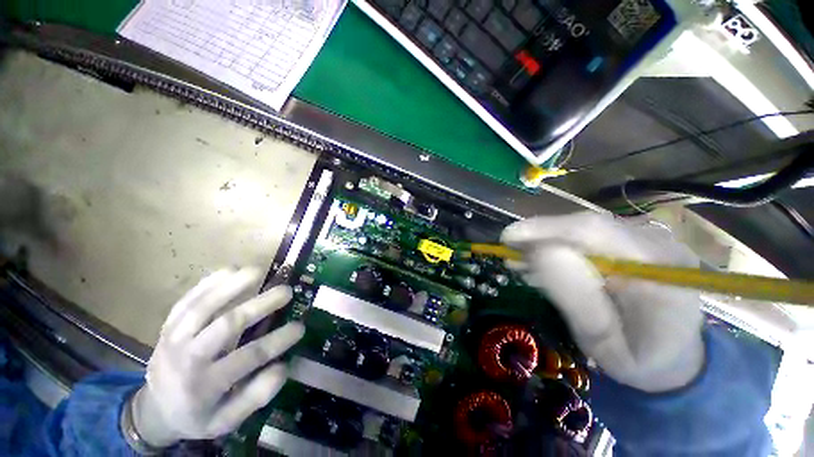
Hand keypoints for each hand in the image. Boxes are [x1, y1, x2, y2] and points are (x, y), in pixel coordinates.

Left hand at [131, 268, 304, 447]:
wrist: (154, 409)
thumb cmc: (197, 415)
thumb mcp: (226, 421)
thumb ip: (255, 396)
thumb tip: (283, 366)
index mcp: (203, 386)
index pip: (247, 358)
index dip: (278, 340)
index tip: (300, 327)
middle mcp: (186, 358)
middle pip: (226, 325)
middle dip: (260, 305)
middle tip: (286, 291)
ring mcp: (173, 338)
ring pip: (202, 306)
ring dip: (231, 286)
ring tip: (258, 271)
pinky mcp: (167, 325)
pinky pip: (187, 300)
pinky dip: (208, 282)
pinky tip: (229, 270)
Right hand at [502, 212, 704, 392]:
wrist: (674, 359)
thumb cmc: (641, 361)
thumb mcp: (603, 344)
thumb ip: (575, 299)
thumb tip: (539, 253)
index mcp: (660, 271)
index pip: (596, 231)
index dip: (546, 228)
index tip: (509, 237)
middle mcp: (657, 244)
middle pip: (587, 226)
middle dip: (541, 236)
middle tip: (509, 252)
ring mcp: (648, 240)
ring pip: (584, 229)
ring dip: (547, 242)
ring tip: (519, 260)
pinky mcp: (635, 243)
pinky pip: (589, 238)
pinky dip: (559, 248)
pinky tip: (540, 262)